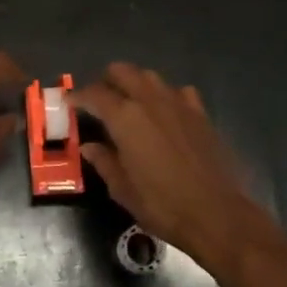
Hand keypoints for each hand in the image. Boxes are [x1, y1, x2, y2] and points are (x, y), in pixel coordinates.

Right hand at [73, 64, 284, 273]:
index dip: (78, 96)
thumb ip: (104, 161)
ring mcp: (178, 103)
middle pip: (122, 71)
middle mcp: (149, 100)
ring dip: (135, 84)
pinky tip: (166, 113)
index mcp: (125, 118)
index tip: (69, 102)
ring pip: (150, 76)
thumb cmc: (162, 205)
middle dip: (106, 81)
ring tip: (129, 104)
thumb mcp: (122, 189)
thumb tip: (89, 146)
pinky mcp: (200, 113)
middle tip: (98, 101)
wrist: (217, 215)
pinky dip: (166, 96)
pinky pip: (179, 92)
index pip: (94, 94)